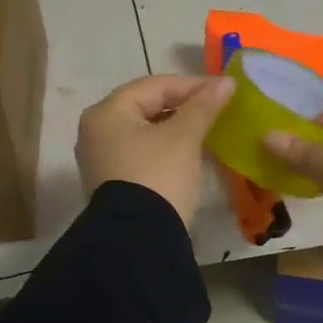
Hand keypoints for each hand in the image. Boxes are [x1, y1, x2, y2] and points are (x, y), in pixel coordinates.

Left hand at [76, 74, 235, 225]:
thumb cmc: (158, 177)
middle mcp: (96, 132)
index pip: (154, 86)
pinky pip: (142, 155)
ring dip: (177, 129)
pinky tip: (190, 154)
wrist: (139, 240)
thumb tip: (226, 82)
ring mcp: (101, 160)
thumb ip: (203, 107)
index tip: (225, 90)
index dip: (192, 85)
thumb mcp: (184, 138)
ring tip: (208, 130)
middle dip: (184, 107)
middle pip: (146, 107)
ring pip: (145, 133)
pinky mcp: (112, 184)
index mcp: (107, 113)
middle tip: (217, 109)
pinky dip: (166, 150)